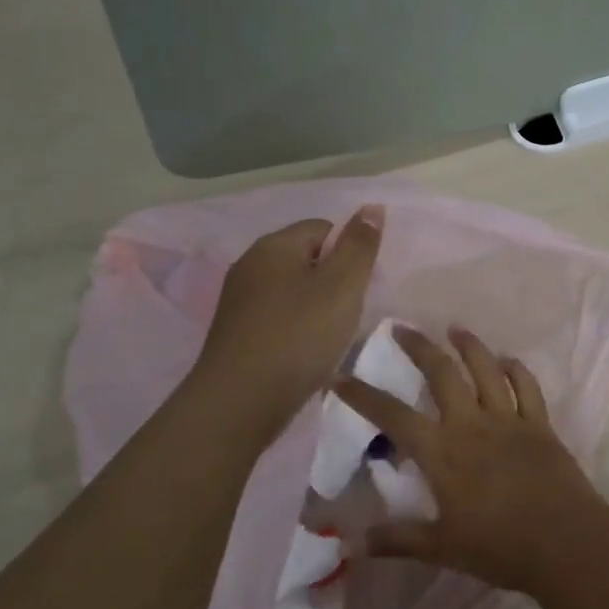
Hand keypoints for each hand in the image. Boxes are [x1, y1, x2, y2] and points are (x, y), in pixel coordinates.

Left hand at [194, 208, 383, 434]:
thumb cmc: (299, 336)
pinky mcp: (236, 333)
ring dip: (317, 310)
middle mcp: (250, 264)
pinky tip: (306, 355)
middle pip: (307, 260)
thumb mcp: (343, 286)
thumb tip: (372, 207)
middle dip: (334, 284)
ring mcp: (239, 300)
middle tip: (348, 316)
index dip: (349, 255)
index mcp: (274, 245)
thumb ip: (360, 245)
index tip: (360, 289)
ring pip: (294, 292)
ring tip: (329, 340)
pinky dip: (297, 331)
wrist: (240, 402)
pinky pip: (278, 319)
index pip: (325, 229)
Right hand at [333, 326, 608, 597]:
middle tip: (402, 328)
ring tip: (454, 329)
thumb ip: (398, 539)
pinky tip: (507, 360)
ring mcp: (508, 420)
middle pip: (441, 373)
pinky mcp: (540, 424)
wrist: (566, 542)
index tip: (340, 377)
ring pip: (485, 369)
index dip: (363, 395)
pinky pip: (526, 386)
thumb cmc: (499, 547)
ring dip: (468, 345)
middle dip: (419, 347)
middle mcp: (472, 424)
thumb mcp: (441, 548)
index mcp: (442, 452)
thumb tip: (354, 542)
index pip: (393, 415)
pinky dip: (516, 369)